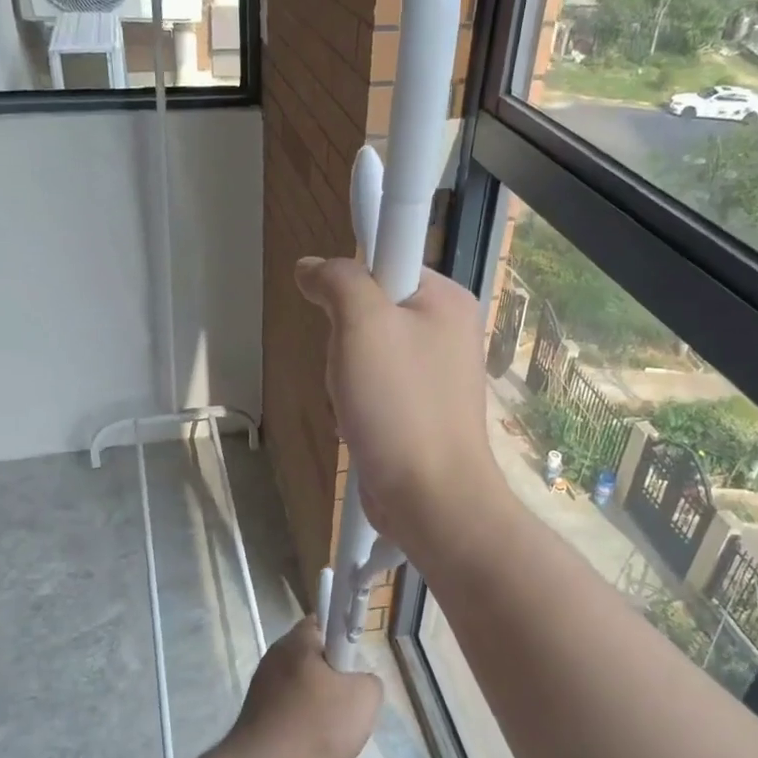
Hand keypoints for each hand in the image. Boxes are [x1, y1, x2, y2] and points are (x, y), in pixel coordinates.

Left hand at [225, 618, 382, 757]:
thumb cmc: (315, 727)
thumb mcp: (365, 700)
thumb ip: (370, 680)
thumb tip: (358, 683)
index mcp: (299, 639)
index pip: (327, 622)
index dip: (345, 640)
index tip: (353, 668)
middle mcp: (276, 653)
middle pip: (315, 656)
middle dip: (335, 677)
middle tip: (348, 703)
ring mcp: (261, 682)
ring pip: (303, 684)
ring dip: (318, 703)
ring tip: (330, 731)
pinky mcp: (255, 710)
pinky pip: (289, 706)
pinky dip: (301, 721)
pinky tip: (309, 744)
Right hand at [295, 257, 506, 555]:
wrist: (430, 499)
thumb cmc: (400, 406)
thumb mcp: (362, 324)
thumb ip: (339, 281)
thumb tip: (312, 267)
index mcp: (446, 300)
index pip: (388, 259)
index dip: (353, 281)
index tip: (337, 311)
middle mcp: (445, 330)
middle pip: (371, 308)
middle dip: (345, 338)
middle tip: (350, 367)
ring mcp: (434, 374)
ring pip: (365, 351)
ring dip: (345, 375)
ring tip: (353, 403)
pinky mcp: (419, 409)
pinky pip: (374, 387)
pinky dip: (356, 402)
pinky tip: (358, 423)